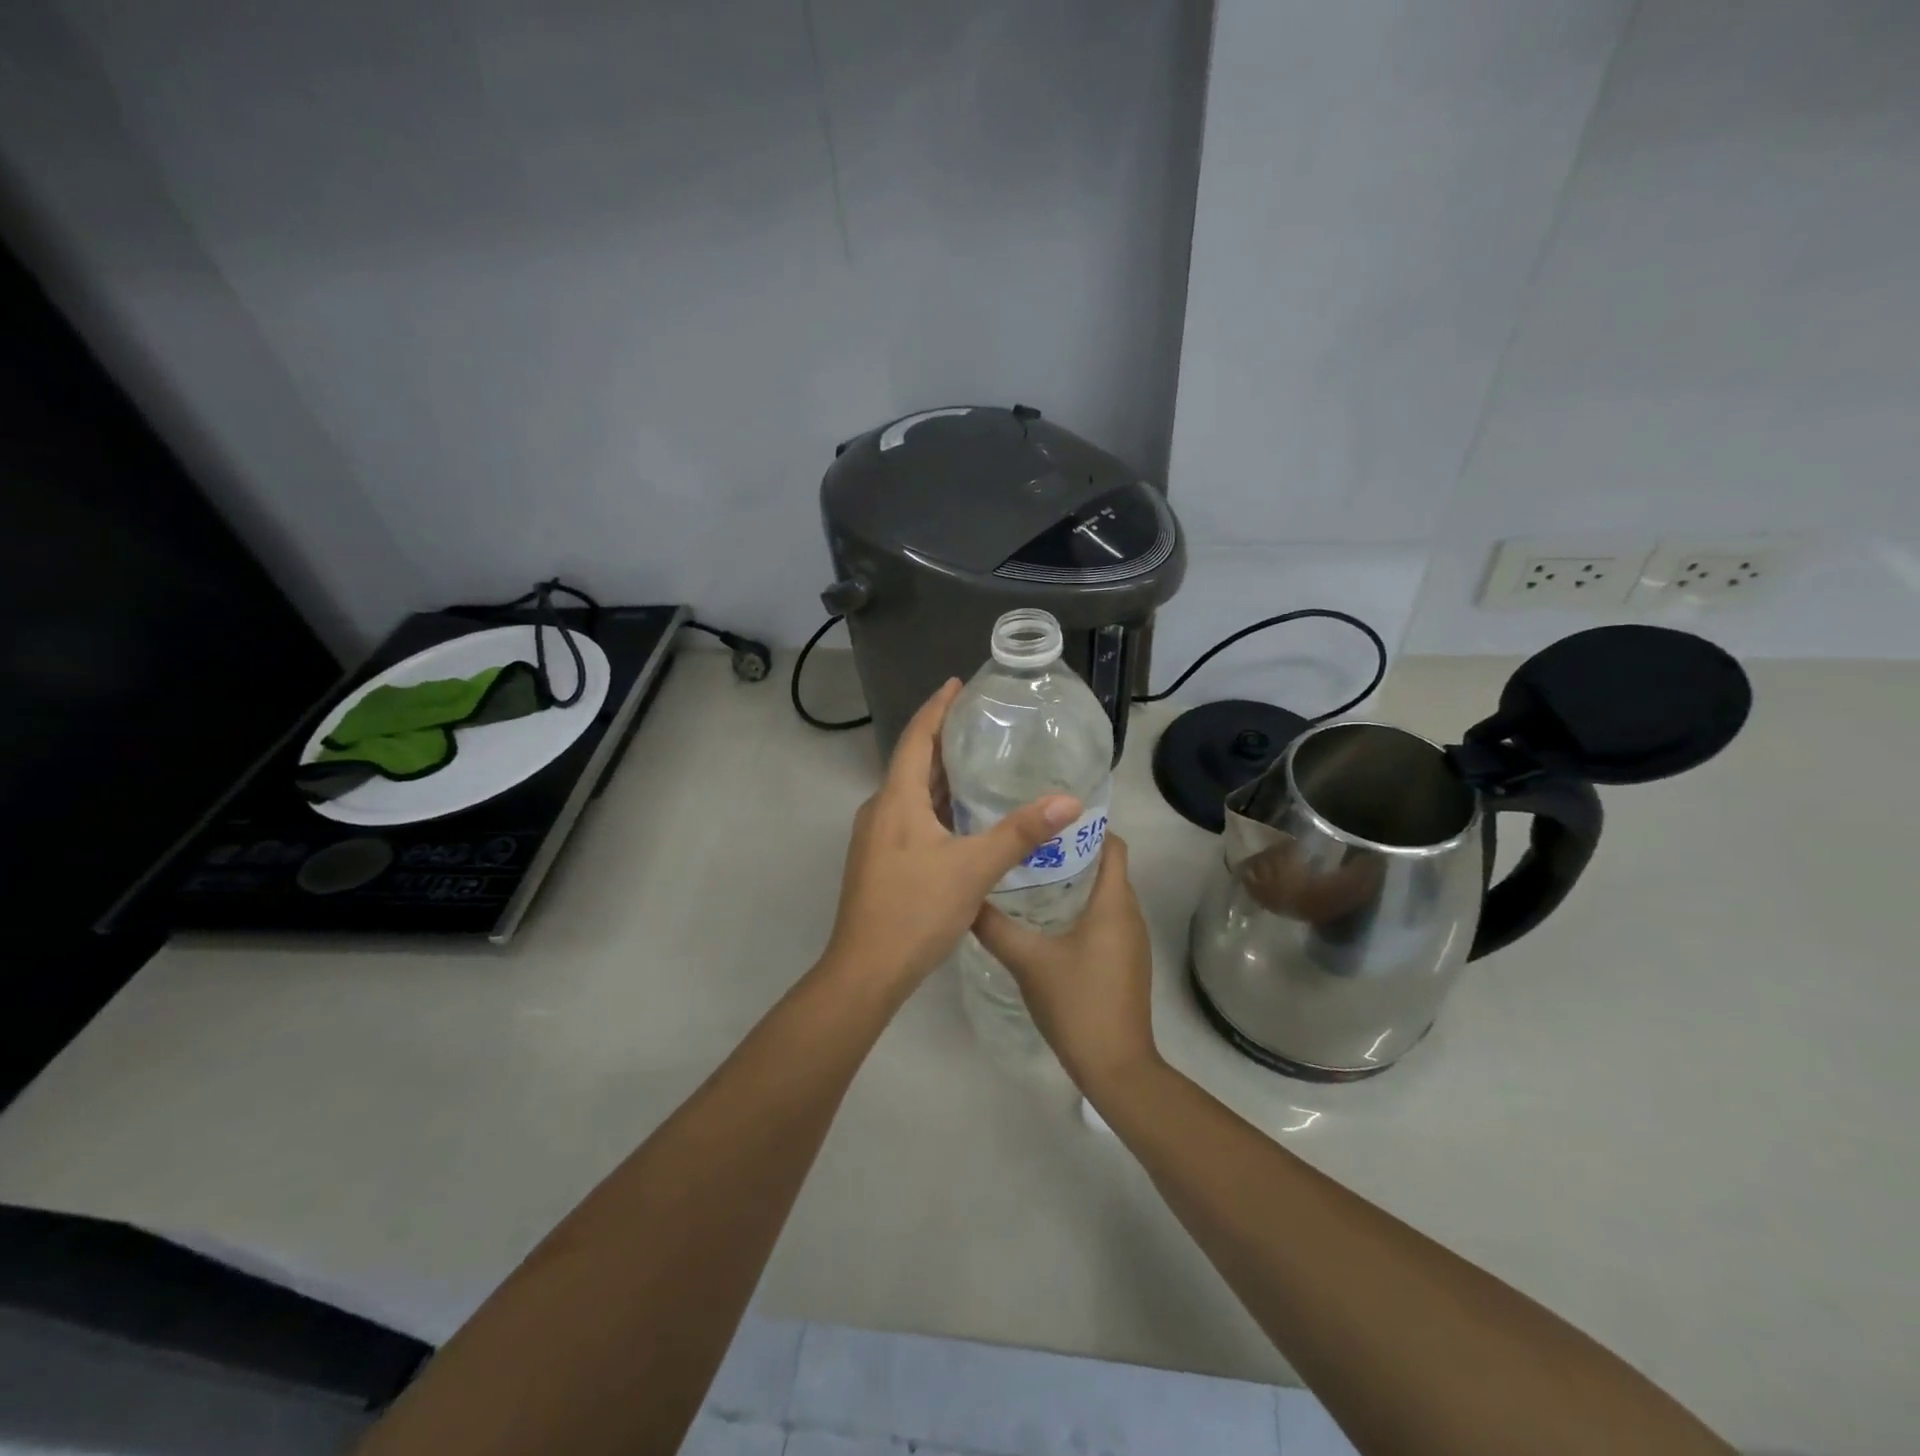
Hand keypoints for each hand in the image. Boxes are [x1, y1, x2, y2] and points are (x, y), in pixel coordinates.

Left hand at [823, 679, 1081, 993]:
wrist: (866, 970)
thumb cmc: (916, 910)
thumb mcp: (974, 869)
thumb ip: (1020, 833)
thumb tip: (1069, 801)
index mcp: (897, 800)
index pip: (916, 738)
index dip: (936, 708)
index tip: (956, 683)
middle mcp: (880, 810)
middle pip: (912, 762)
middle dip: (942, 738)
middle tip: (979, 722)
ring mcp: (876, 837)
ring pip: (910, 793)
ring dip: (939, 775)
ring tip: (976, 762)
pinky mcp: (879, 861)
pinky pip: (909, 817)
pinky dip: (935, 805)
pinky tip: (961, 817)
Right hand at [971, 833, 1159, 1092]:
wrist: (1115, 1066)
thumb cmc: (1077, 1003)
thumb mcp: (1027, 961)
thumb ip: (994, 926)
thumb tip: (965, 896)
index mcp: (1113, 902)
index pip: (1113, 844)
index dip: (1086, 826)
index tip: (1048, 819)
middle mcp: (1129, 913)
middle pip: (1106, 866)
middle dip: (1070, 851)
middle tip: (1027, 844)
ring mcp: (1130, 939)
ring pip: (1104, 894)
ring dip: (1074, 881)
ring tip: (1030, 874)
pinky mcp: (1125, 960)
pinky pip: (1104, 918)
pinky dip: (1080, 908)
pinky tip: (1045, 919)